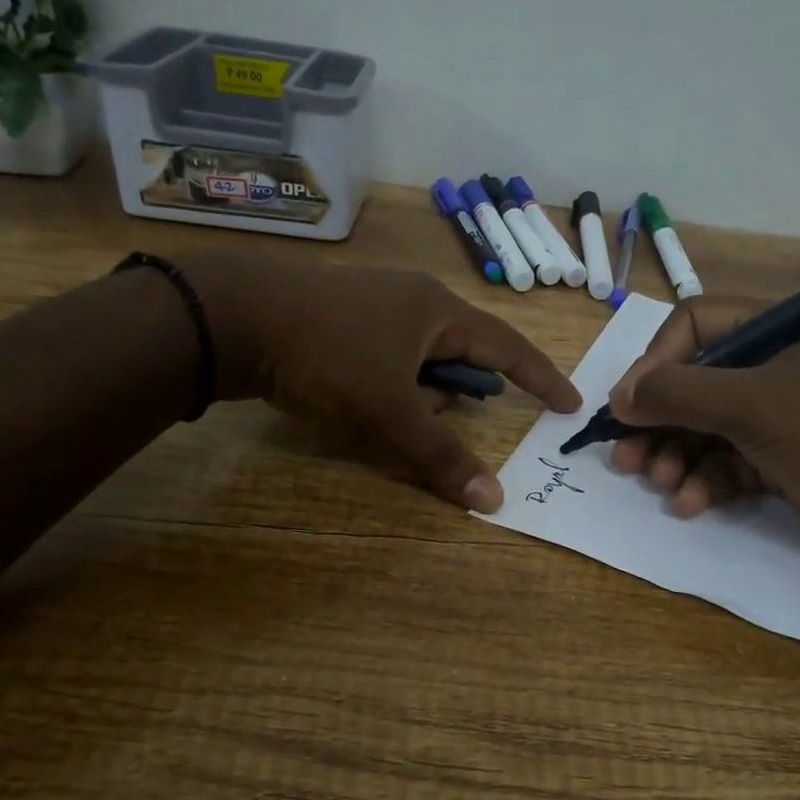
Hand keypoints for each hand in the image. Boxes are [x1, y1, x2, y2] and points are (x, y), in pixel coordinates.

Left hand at [184, 251, 579, 511]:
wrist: (232, 316)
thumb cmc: (328, 354)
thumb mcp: (389, 409)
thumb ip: (441, 454)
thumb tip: (494, 500)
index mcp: (438, 310)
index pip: (508, 347)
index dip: (541, 378)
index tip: (568, 404)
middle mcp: (413, 300)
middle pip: (459, 355)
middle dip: (454, 395)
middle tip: (431, 422)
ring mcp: (374, 305)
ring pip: (418, 359)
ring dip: (415, 393)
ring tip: (380, 413)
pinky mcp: (341, 319)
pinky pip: (386, 356)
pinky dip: (386, 384)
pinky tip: (355, 400)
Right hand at [605, 296, 799, 578]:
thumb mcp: (753, 406)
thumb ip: (679, 394)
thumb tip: (618, 397)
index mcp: (773, 333)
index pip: (693, 326)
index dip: (654, 363)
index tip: (628, 405)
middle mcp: (771, 369)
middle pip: (692, 384)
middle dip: (657, 422)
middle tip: (626, 457)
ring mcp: (776, 418)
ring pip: (704, 429)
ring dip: (675, 456)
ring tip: (660, 482)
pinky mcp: (780, 463)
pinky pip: (726, 464)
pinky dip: (705, 482)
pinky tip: (691, 503)